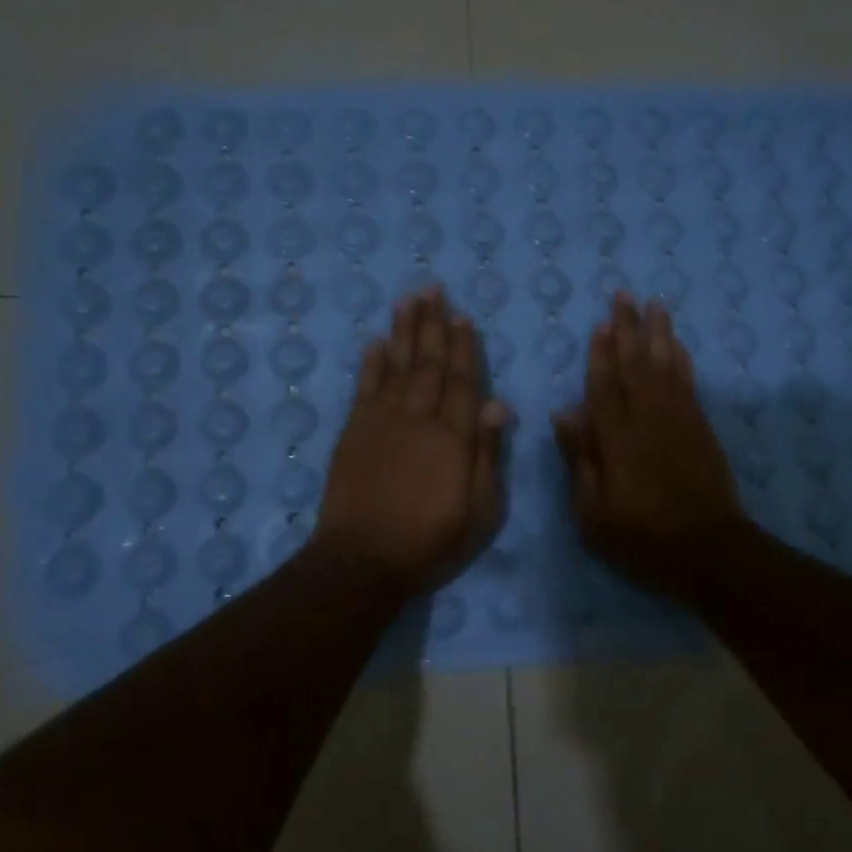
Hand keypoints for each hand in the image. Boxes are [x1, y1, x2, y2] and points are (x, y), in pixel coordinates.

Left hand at [312, 287, 511, 596]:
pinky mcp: (353, 433)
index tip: (463, 316)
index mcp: (453, 437)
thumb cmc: (430, 542)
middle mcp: (417, 419)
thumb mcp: (480, 511)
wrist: (361, 562)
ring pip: (396, 366)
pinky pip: (364, 388)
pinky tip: (375, 344)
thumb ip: (488, 455)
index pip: (463, 381)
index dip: (464, 347)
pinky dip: (370, 364)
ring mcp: (381, 422)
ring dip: (402, 332)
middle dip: (432, 325)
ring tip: (407, 300)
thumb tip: (499, 404)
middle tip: (433, 288)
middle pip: (428, 364)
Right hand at [552, 294, 744, 601]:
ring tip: (655, 305)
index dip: (600, 352)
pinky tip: (677, 345)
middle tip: (625, 295)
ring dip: (659, 334)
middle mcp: (648, 418)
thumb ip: (581, 458)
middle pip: (636, 364)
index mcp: (616, 438)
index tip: (600, 322)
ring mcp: (679, 420)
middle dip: (629, 328)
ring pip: (666, 366)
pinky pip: (689, 383)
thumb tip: (564, 412)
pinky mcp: (701, 428)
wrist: (708, 550)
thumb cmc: (641, 537)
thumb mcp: (593, 511)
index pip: (604, 384)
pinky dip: (682, 360)